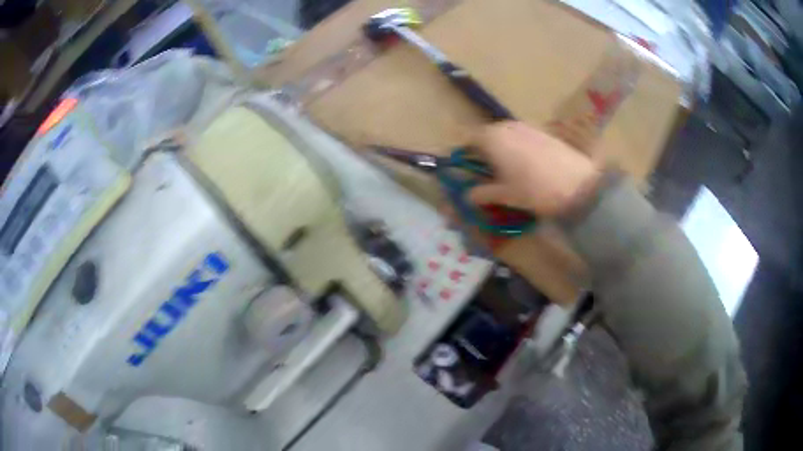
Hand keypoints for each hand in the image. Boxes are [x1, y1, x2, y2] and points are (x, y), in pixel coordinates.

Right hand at [468, 122, 600, 216]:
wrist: (577, 185)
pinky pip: (522, 136)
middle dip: (484, 151)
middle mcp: (506, 126)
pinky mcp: (543, 131)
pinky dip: (519, 148)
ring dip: (502, 149)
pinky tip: (528, 166)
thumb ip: (482, 193)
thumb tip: (468, 196)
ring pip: (506, 135)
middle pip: (487, 135)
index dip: (464, 153)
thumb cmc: (534, 189)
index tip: (465, 169)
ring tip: (509, 170)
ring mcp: (526, 126)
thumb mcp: (505, 195)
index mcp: (491, 138)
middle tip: (487, 173)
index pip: (468, 139)